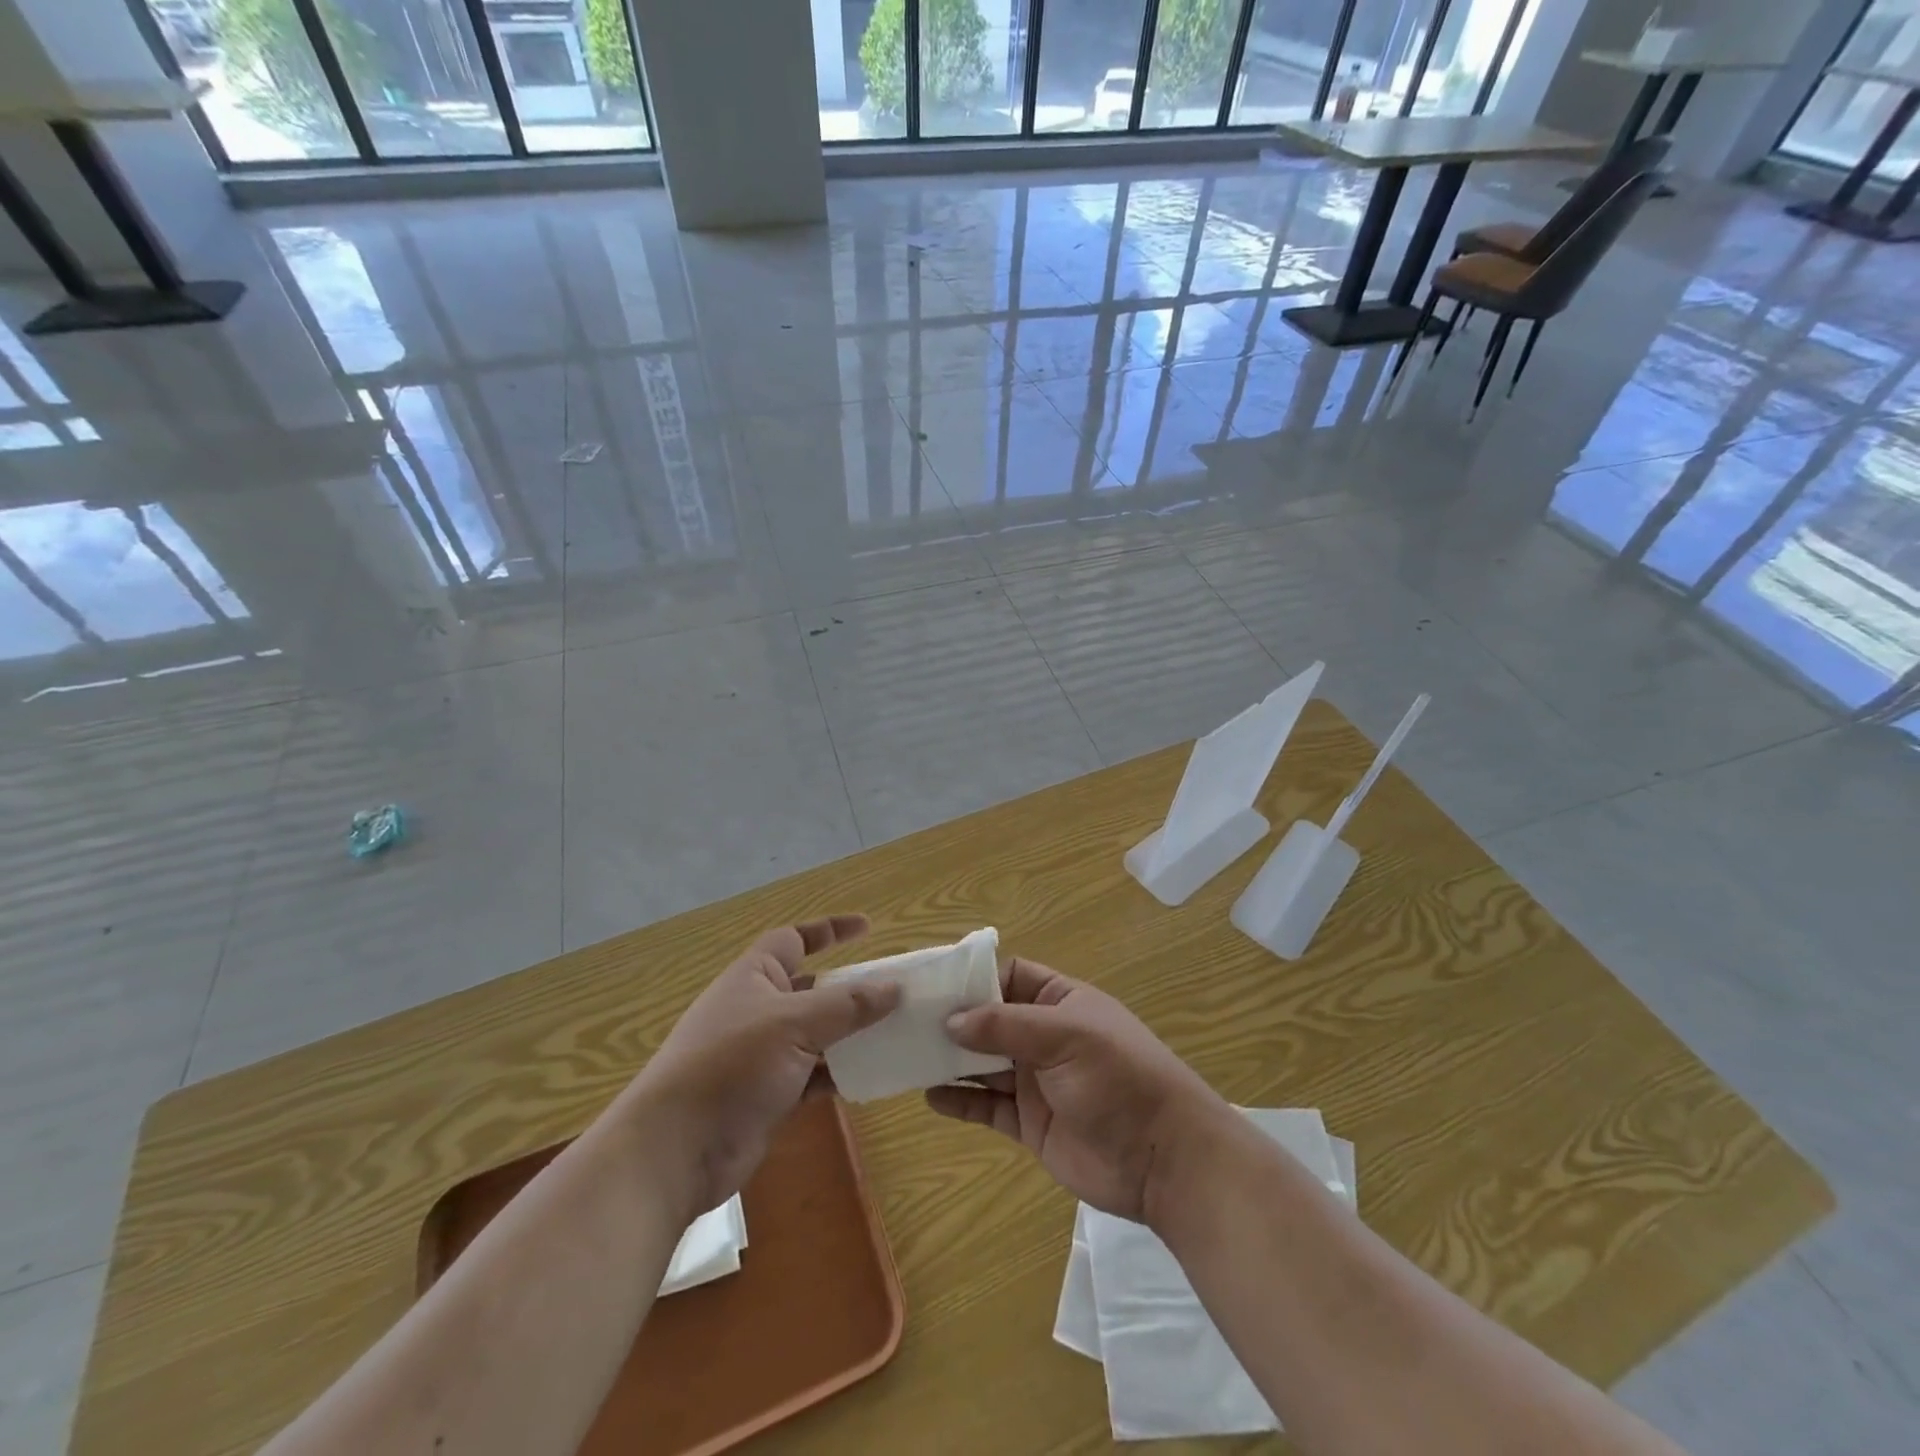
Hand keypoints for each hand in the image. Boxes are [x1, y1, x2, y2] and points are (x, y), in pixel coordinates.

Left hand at [630, 915, 898, 1216]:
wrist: (676, 1150)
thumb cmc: (731, 1065)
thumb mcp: (794, 1024)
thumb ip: (846, 1005)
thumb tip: (894, 987)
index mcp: (754, 977)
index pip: (794, 939)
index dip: (829, 930)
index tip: (869, 928)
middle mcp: (758, 1009)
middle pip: (812, 988)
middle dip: (850, 988)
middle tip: (894, 991)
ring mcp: (763, 1055)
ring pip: (817, 1034)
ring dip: (851, 1034)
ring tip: (895, 1032)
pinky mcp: (770, 1095)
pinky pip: (815, 1075)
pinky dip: (840, 1073)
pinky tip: (873, 1076)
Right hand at [927, 958, 1229, 1223]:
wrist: (1164, 1160)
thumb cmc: (1119, 1078)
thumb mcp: (1066, 1037)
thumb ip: (1007, 1025)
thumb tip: (951, 1019)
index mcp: (1060, 1001)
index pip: (1008, 976)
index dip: (972, 977)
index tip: (929, 982)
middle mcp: (1044, 1036)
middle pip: (989, 1019)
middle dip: (952, 1019)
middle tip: (904, 1020)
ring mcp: (1036, 1081)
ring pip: (983, 1063)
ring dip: (950, 1059)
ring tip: (906, 1054)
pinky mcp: (1030, 1123)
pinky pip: (988, 1106)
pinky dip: (960, 1100)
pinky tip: (930, 1096)